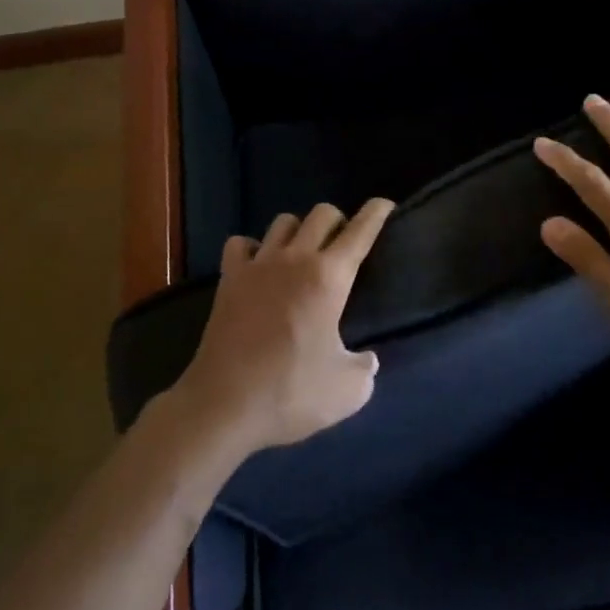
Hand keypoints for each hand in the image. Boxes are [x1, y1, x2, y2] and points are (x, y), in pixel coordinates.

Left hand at [171, 199, 394, 453]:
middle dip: (339, 221)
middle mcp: (295, 259)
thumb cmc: (291, 393)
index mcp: (329, 278)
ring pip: (283, 221)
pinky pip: (242, 243)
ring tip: (303, 254)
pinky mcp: (229, 279)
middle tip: (343, 246)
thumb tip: (366, 358)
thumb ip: (366, 367)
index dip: (377, 213)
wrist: (223, 405)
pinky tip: (259, 267)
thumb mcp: (348, 391)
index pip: (360, 231)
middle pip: (322, 213)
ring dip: (300, 231)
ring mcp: (258, 265)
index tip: (385, 204)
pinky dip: (254, 248)